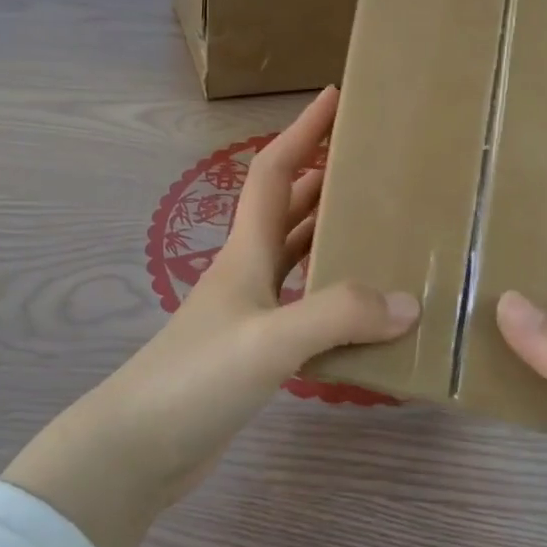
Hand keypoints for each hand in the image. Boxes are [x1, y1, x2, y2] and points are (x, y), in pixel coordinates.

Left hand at [3, 88, 418, 546]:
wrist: (138, 448)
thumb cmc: (195, 380)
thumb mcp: (269, 340)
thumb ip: (338, 315)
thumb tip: (408, 302)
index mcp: (245, 253)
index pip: (274, 173)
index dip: (302, 131)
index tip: (335, 97)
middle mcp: (247, 274)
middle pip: (288, 210)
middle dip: (325, 178)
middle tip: (375, 165)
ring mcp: (249, 314)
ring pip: (298, 259)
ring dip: (332, 236)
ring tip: (382, 228)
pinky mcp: (254, 353)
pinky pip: (304, 309)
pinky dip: (334, 300)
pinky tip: (365, 313)